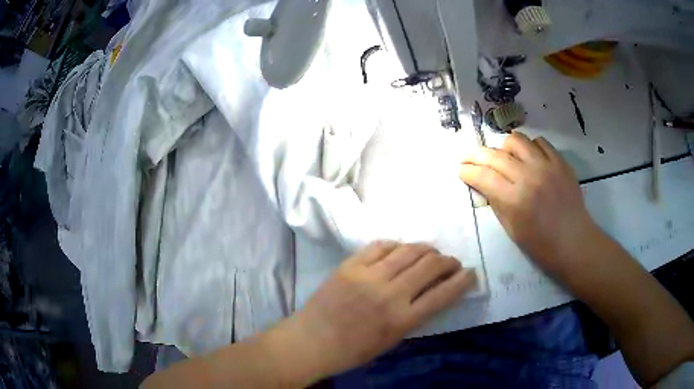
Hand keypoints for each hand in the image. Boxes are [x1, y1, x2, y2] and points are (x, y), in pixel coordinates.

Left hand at [266, 242, 475, 385]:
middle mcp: (390, 294)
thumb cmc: (354, 350)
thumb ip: (415, 315)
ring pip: (409, 250)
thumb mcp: (392, 340)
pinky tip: (401, 249)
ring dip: (427, 249)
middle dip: (448, 261)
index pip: (444, 294)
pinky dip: (397, 245)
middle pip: (430, 266)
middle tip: (451, 262)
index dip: (463, 280)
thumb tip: (433, 291)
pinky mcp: (351, 264)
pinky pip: (381, 245)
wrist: (312, 341)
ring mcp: (369, 276)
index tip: (471, 273)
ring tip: (431, 252)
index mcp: (402, 319)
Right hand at [459, 132, 597, 278]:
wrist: (574, 242)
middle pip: (494, 155)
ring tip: (504, 157)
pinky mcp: (560, 162)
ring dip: (504, 148)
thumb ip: (496, 202)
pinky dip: (530, 147)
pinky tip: (529, 158)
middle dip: (475, 155)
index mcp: (514, 199)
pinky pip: (540, 142)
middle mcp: (528, 177)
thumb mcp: (511, 229)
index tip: (460, 170)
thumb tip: (483, 183)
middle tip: (469, 158)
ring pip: (516, 140)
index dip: (467, 171)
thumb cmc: (541, 245)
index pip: (482, 176)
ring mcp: (546, 166)